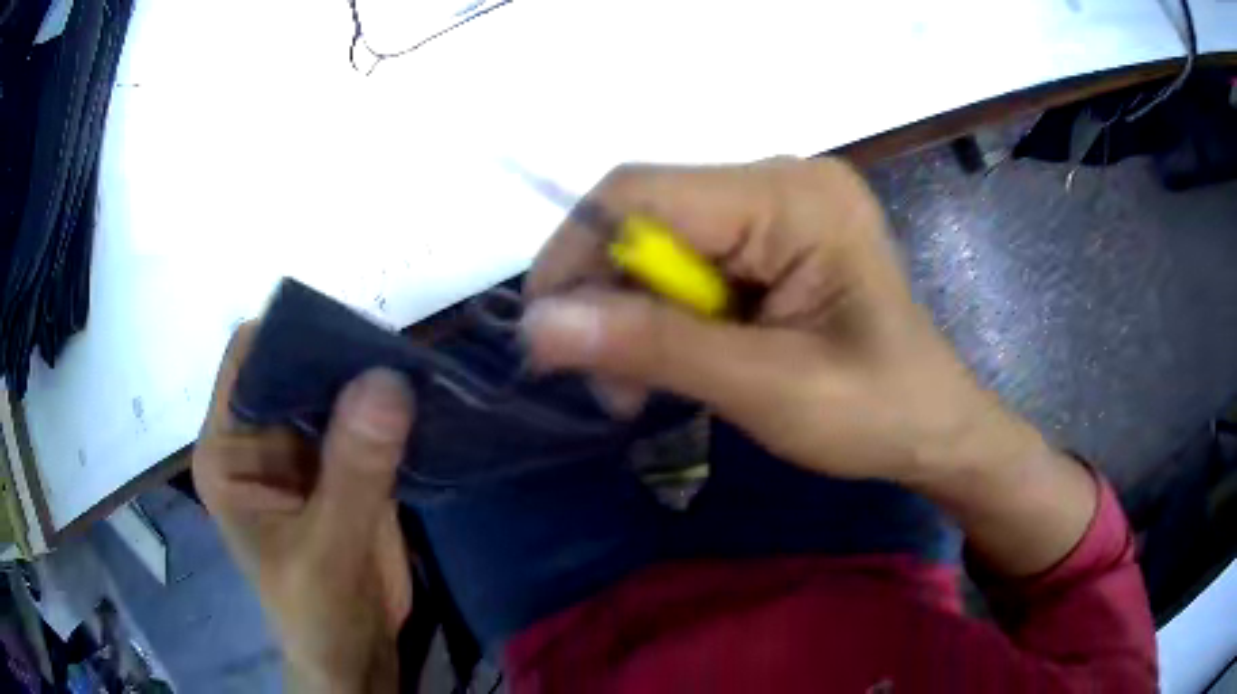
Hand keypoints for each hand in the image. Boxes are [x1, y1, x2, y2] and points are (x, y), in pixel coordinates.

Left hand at [193, 324, 413, 691]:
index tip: (351, 332)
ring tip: (420, 365)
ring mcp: (304, 450)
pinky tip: (426, 398)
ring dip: (373, 378)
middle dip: (342, 353)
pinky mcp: (343, 466)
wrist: (355, 656)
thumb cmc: (316, 613)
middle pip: (297, 365)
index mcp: (229, 449)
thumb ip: (352, 470)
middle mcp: (260, 437)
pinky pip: (367, 420)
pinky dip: (394, 409)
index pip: (249, 359)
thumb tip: (385, 379)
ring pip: (336, 388)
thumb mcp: (327, 549)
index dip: (291, 333)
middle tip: (398, 346)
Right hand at [521, 157, 1040, 484]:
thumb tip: (538, 325)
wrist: (934, 429)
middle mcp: (782, 180)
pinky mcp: (774, 238)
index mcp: (794, 196)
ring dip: (634, 314)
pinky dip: (664, 315)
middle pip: (647, 215)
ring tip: (635, 389)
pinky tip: (672, 361)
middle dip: (608, 297)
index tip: (547, 337)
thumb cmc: (877, 414)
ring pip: (660, 242)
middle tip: (604, 385)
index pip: (642, 193)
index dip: (576, 256)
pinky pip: (689, 261)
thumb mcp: (767, 388)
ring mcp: (779, 206)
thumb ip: (655, 347)